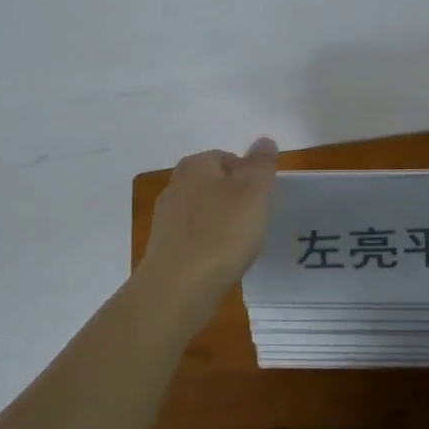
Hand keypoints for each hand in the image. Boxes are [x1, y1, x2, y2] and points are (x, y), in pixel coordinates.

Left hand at [138, 138, 278, 315]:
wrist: (178, 287)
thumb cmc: (221, 233)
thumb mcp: (253, 191)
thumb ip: (261, 164)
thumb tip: (264, 140)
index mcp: (196, 165)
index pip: (229, 158)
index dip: (250, 177)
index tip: (262, 201)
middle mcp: (176, 184)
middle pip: (215, 184)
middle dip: (236, 200)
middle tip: (255, 222)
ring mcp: (166, 217)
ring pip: (204, 212)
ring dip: (223, 224)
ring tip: (241, 246)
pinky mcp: (164, 247)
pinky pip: (195, 238)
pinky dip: (210, 246)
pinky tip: (221, 262)